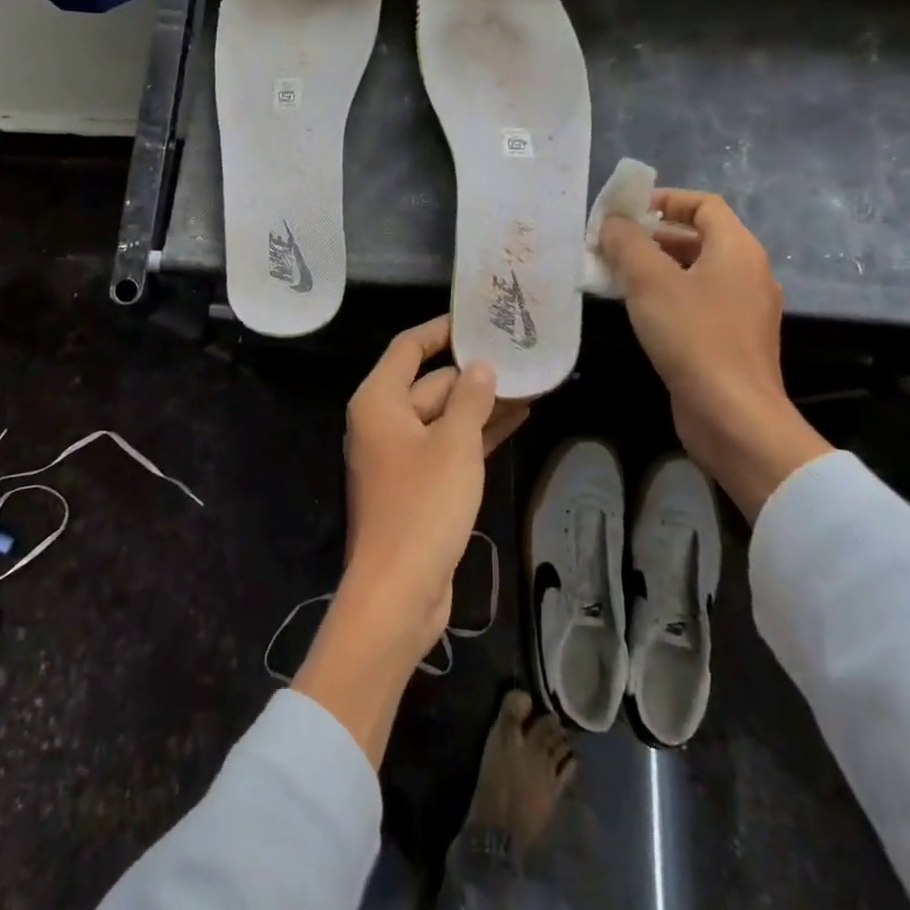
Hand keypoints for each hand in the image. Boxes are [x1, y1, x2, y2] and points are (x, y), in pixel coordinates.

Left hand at [292, 317, 529, 765]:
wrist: (398, 591)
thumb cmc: (422, 507)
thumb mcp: (455, 445)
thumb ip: (470, 398)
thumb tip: (480, 366)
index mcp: (378, 401)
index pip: (408, 347)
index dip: (441, 329)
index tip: (477, 318)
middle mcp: (383, 422)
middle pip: (429, 382)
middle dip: (474, 372)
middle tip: (521, 356)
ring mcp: (400, 456)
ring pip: (443, 416)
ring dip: (481, 403)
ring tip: (531, 384)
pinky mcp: (417, 485)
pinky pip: (448, 446)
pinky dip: (476, 433)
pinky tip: (516, 420)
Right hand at [599, 191, 831, 519]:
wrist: (732, 414)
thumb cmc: (693, 336)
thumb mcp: (649, 281)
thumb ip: (627, 243)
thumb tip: (612, 222)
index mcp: (737, 249)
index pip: (703, 204)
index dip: (664, 199)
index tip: (625, 211)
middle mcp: (746, 272)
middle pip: (697, 237)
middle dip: (651, 236)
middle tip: (609, 244)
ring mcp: (741, 309)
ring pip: (694, 272)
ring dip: (654, 267)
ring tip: (612, 274)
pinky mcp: (730, 339)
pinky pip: (696, 301)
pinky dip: (665, 296)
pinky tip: (634, 309)